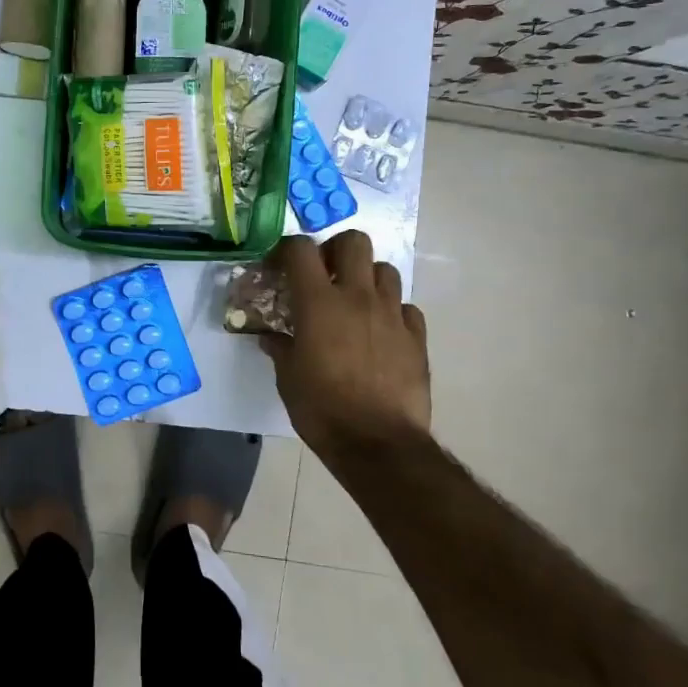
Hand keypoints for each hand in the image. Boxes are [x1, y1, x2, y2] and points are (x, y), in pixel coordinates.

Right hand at [260, 233, 430, 463]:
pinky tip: (382, 332)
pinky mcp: (417, 338)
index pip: (300, 249)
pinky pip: (406, 308)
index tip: (280, 267)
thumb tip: (271, 338)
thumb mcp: (288, 379)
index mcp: (318, 303)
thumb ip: (280, 349)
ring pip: (386, 270)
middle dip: (337, 250)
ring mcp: (392, 315)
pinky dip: (393, 312)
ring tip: (356, 302)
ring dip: (368, 278)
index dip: (287, 249)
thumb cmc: (322, 409)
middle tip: (325, 273)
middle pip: (354, 242)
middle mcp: (358, 297)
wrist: (378, 444)